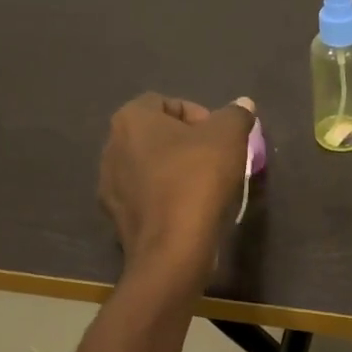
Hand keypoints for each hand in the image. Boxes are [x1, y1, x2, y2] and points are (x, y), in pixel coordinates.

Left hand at [100, 93, 255, 280]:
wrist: (172, 249)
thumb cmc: (197, 180)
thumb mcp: (229, 137)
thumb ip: (236, 114)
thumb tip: (242, 104)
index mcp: (131, 119)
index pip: (166, 103)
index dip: (199, 116)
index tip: (221, 139)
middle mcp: (111, 146)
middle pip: (156, 135)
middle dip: (186, 144)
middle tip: (216, 161)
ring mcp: (109, 184)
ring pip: (149, 167)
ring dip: (174, 171)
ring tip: (203, 188)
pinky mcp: (115, 217)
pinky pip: (145, 196)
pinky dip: (164, 198)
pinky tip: (187, 211)